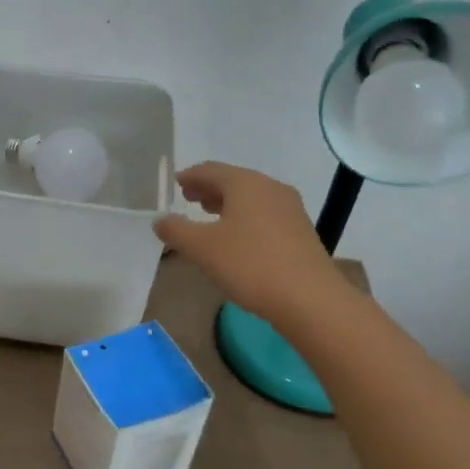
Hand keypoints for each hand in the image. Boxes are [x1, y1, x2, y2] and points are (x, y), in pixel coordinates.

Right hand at [153, 161, 342, 320]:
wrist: (309, 298)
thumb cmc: (250, 265)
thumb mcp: (201, 248)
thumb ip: (176, 230)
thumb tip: (160, 220)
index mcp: (245, 183)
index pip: (210, 170)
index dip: (190, 176)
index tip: (176, 183)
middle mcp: (270, 188)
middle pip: (233, 181)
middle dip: (209, 189)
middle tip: (189, 198)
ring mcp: (290, 209)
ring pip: (251, 198)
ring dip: (227, 203)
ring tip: (210, 216)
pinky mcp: (300, 230)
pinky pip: (265, 214)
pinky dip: (245, 217)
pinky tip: (238, 237)